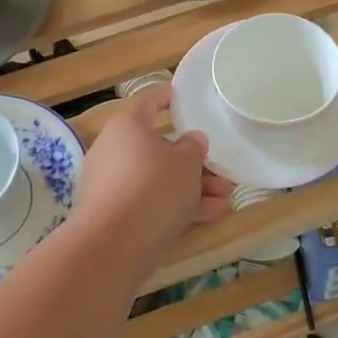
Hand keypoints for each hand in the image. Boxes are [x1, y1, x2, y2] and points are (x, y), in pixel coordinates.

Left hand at [74, 84, 232, 254]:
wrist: (116, 242)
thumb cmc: (154, 185)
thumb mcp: (186, 163)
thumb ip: (193, 148)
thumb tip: (192, 140)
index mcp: (126, 127)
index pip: (147, 103)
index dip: (165, 97)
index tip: (177, 94)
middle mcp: (114, 151)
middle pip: (158, 150)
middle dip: (194, 164)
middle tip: (221, 173)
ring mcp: (112, 185)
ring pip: (158, 180)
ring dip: (193, 188)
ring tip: (225, 199)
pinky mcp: (115, 215)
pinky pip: (151, 203)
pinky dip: (178, 207)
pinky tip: (210, 215)